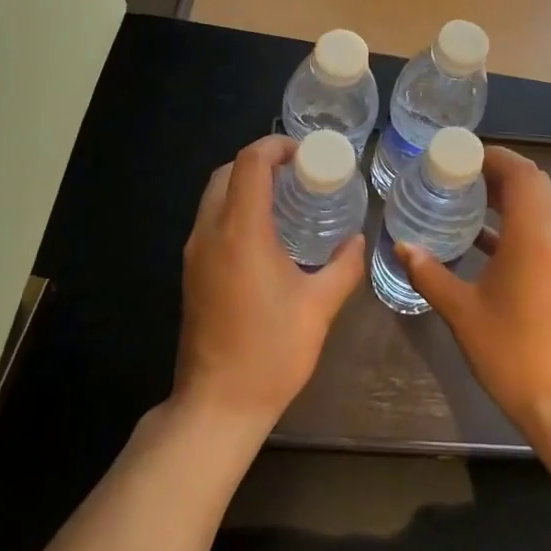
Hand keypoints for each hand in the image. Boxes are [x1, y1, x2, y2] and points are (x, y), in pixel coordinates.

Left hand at [175, 135, 363, 434]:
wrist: (217, 405)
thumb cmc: (272, 352)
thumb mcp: (319, 306)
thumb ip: (343, 267)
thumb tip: (358, 241)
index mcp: (241, 232)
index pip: (251, 164)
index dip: (277, 146)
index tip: (307, 153)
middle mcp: (210, 233)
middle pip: (227, 173)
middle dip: (260, 161)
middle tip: (299, 172)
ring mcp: (194, 253)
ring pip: (214, 196)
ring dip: (245, 184)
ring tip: (286, 197)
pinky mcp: (191, 272)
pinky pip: (211, 220)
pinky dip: (235, 208)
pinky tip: (267, 232)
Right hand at [397, 146, 550, 436]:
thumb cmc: (509, 349)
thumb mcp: (461, 309)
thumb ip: (429, 273)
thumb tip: (402, 246)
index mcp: (534, 234)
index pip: (522, 173)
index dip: (494, 157)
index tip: (460, 155)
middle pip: (534, 183)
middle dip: (499, 171)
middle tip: (459, 173)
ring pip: (540, 206)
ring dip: (508, 196)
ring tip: (466, 197)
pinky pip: (540, 230)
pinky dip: (514, 222)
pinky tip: (480, 237)